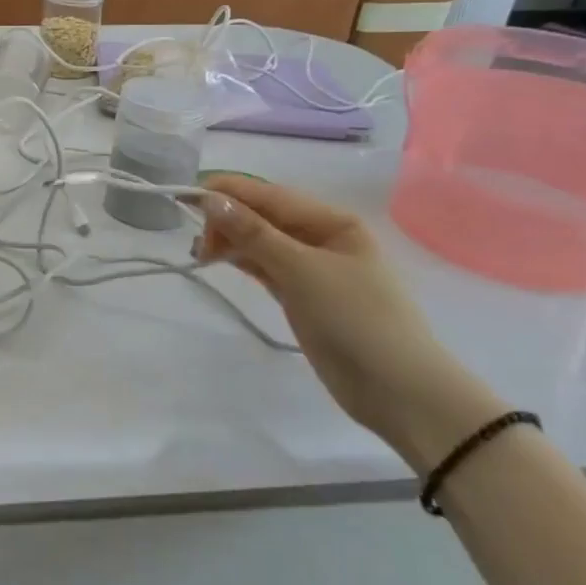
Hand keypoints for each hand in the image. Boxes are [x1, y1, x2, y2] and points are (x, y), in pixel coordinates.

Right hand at [194, 174, 504, 468]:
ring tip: (200, 254)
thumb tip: (210, 198)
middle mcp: (321, 236)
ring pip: (260, 241)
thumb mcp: (302, 270)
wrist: (399, 392)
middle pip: (262, 215)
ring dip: (230, 241)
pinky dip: (241, 261)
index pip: (268, 194)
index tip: (185, 198)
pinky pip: (264, 265)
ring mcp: (311, 268)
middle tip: (197, 243)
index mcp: (331, 220)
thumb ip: (253, 233)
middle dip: (226, 219)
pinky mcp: (302, 295)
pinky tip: (219, 261)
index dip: (227, 192)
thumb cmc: (356, 320)